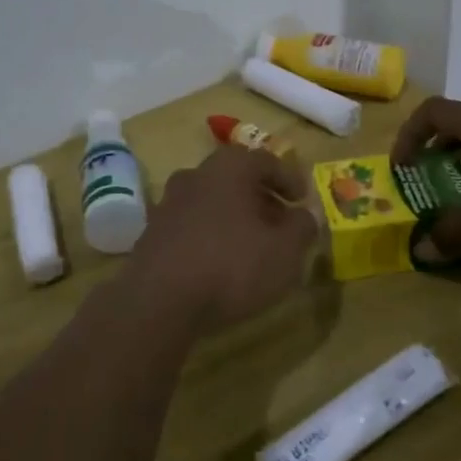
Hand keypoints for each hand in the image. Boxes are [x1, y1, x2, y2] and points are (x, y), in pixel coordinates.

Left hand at [124, 145, 319, 332]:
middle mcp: (196, 174)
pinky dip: (211, 234)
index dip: (289, 179)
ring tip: (253, 245)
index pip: (266, 160)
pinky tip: (220, 261)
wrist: (159, 300)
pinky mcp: (153, 231)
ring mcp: (169, 202)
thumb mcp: (284, 251)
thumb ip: (302, 228)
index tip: (302, 200)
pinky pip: (192, 224)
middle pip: (236, 178)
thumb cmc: (232, 265)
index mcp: (230, 167)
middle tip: (280, 222)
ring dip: (234, 216)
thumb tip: (307, 214)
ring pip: (212, 200)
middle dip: (261, 197)